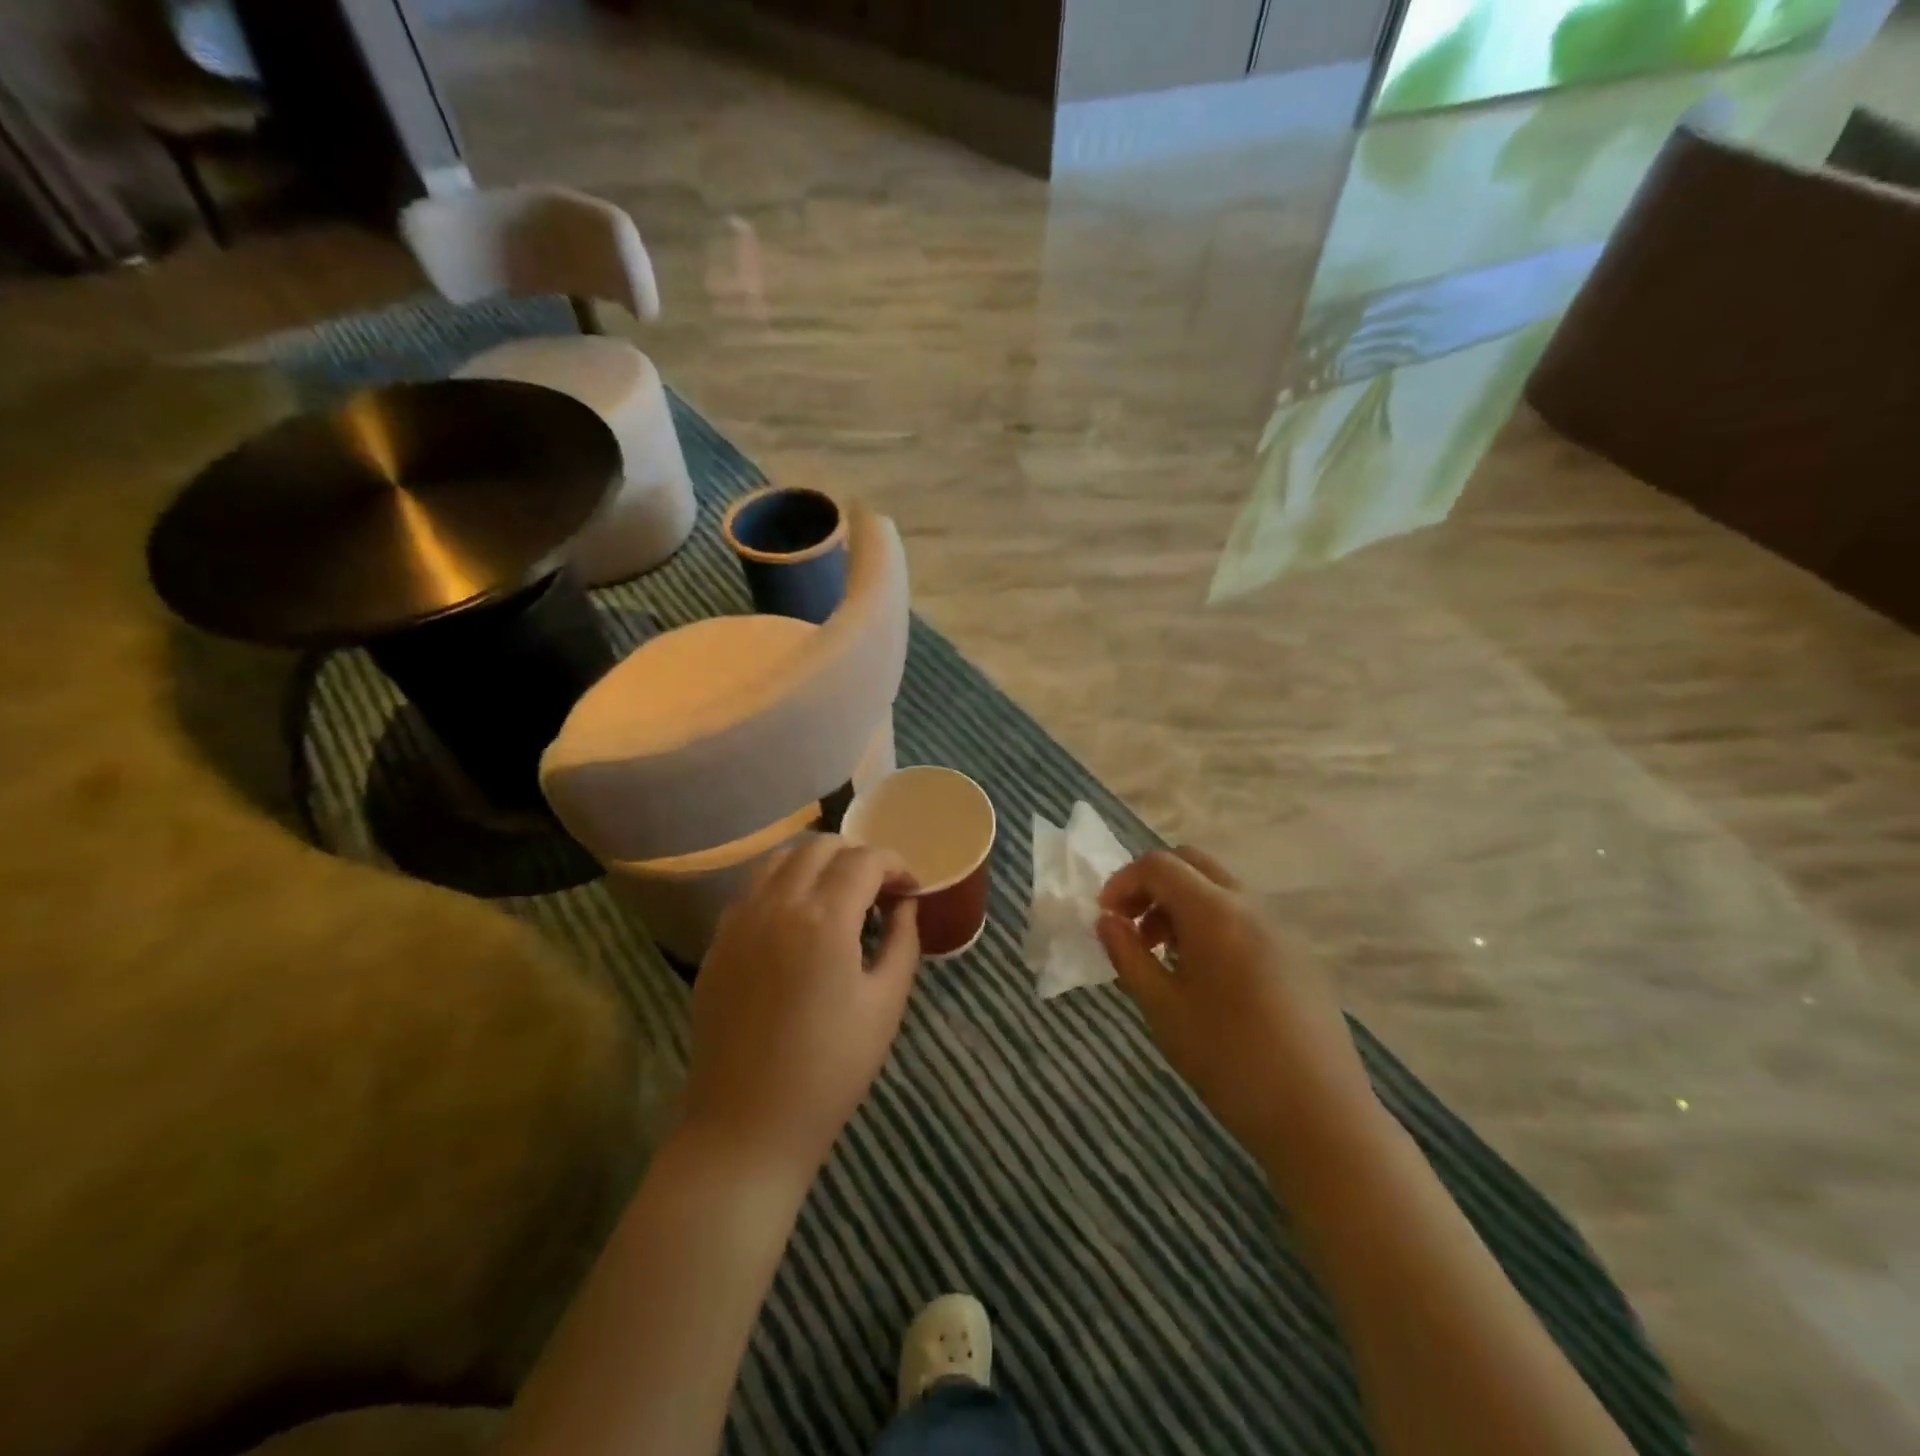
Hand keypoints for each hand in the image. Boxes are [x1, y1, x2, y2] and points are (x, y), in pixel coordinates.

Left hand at [684, 836, 920, 1185]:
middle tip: (878, 891)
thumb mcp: (885, 1004)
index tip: (910, 888)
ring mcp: (739, 920)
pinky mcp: (718, 941)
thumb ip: (902, 940)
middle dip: (857, 856)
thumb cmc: (831, 1069)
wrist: (747, 1123)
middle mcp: (777, 905)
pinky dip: (782, 885)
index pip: (865, 860)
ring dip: (816, 863)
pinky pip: (753, 888)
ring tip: (837, 897)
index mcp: (824, 919)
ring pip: (780, 858)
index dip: (895, 865)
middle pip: (820, 845)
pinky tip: (797, 920)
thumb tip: (905, 904)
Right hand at [1097, 847, 1377, 1169]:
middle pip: (1191, 863)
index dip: (1122, 882)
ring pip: (1219, 889)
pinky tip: (1205, 977)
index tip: (1104, 919)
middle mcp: (1250, 906)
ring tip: (1163, 957)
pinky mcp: (1297, 955)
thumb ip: (1128, 956)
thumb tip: (1106, 921)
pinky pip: (1243, 916)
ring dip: (1181, 904)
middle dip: (1152, 885)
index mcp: (1215, 912)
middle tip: (1131, 927)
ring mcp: (1280, 928)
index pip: (1158, 865)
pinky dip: (1210, 923)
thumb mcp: (1163, 1009)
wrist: (1320, 1117)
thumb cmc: (1229, 1061)